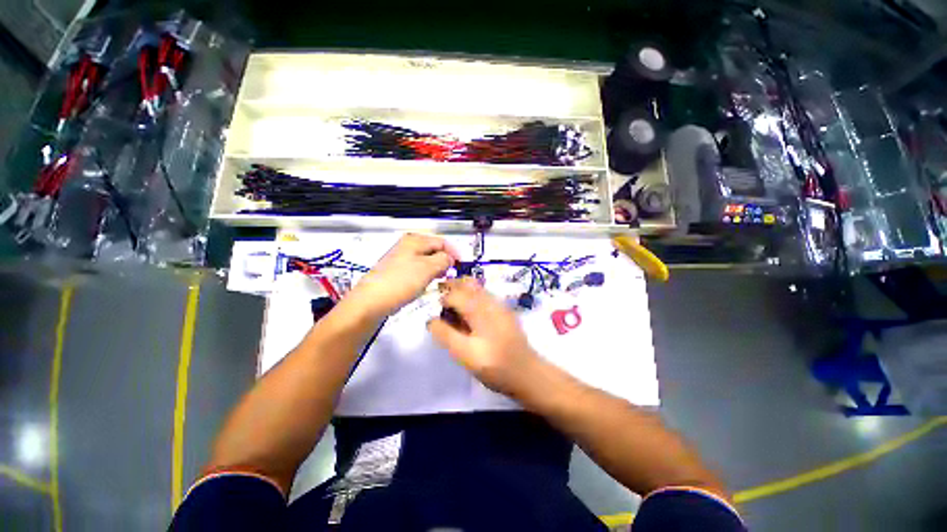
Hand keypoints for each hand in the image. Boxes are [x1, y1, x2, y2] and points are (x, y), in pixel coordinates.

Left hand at [348, 233, 458, 318]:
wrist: (370, 302)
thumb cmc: (401, 282)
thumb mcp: (428, 268)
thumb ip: (444, 260)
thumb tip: (450, 258)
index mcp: (414, 240)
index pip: (442, 241)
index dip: (454, 252)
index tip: (462, 266)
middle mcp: (407, 246)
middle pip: (433, 250)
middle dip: (445, 261)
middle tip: (452, 275)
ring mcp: (400, 259)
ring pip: (426, 261)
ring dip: (436, 269)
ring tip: (442, 280)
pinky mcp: (396, 272)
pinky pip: (417, 270)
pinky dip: (425, 276)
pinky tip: (426, 284)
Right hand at [427, 278, 539, 395]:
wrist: (527, 372)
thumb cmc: (494, 365)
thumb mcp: (464, 353)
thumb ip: (445, 334)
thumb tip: (431, 320)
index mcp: (479, 308)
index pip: (454, 293)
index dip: (441, 300)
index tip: (436, 313)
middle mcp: (490, 300)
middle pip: (467, 283)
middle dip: (451, 288)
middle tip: (441, 304)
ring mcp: (500, 304)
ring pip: (476, 288)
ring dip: (462, 292)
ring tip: (453, 309)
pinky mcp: (504, 311)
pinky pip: (484, 296)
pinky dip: (472, 298)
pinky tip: (470, 315)